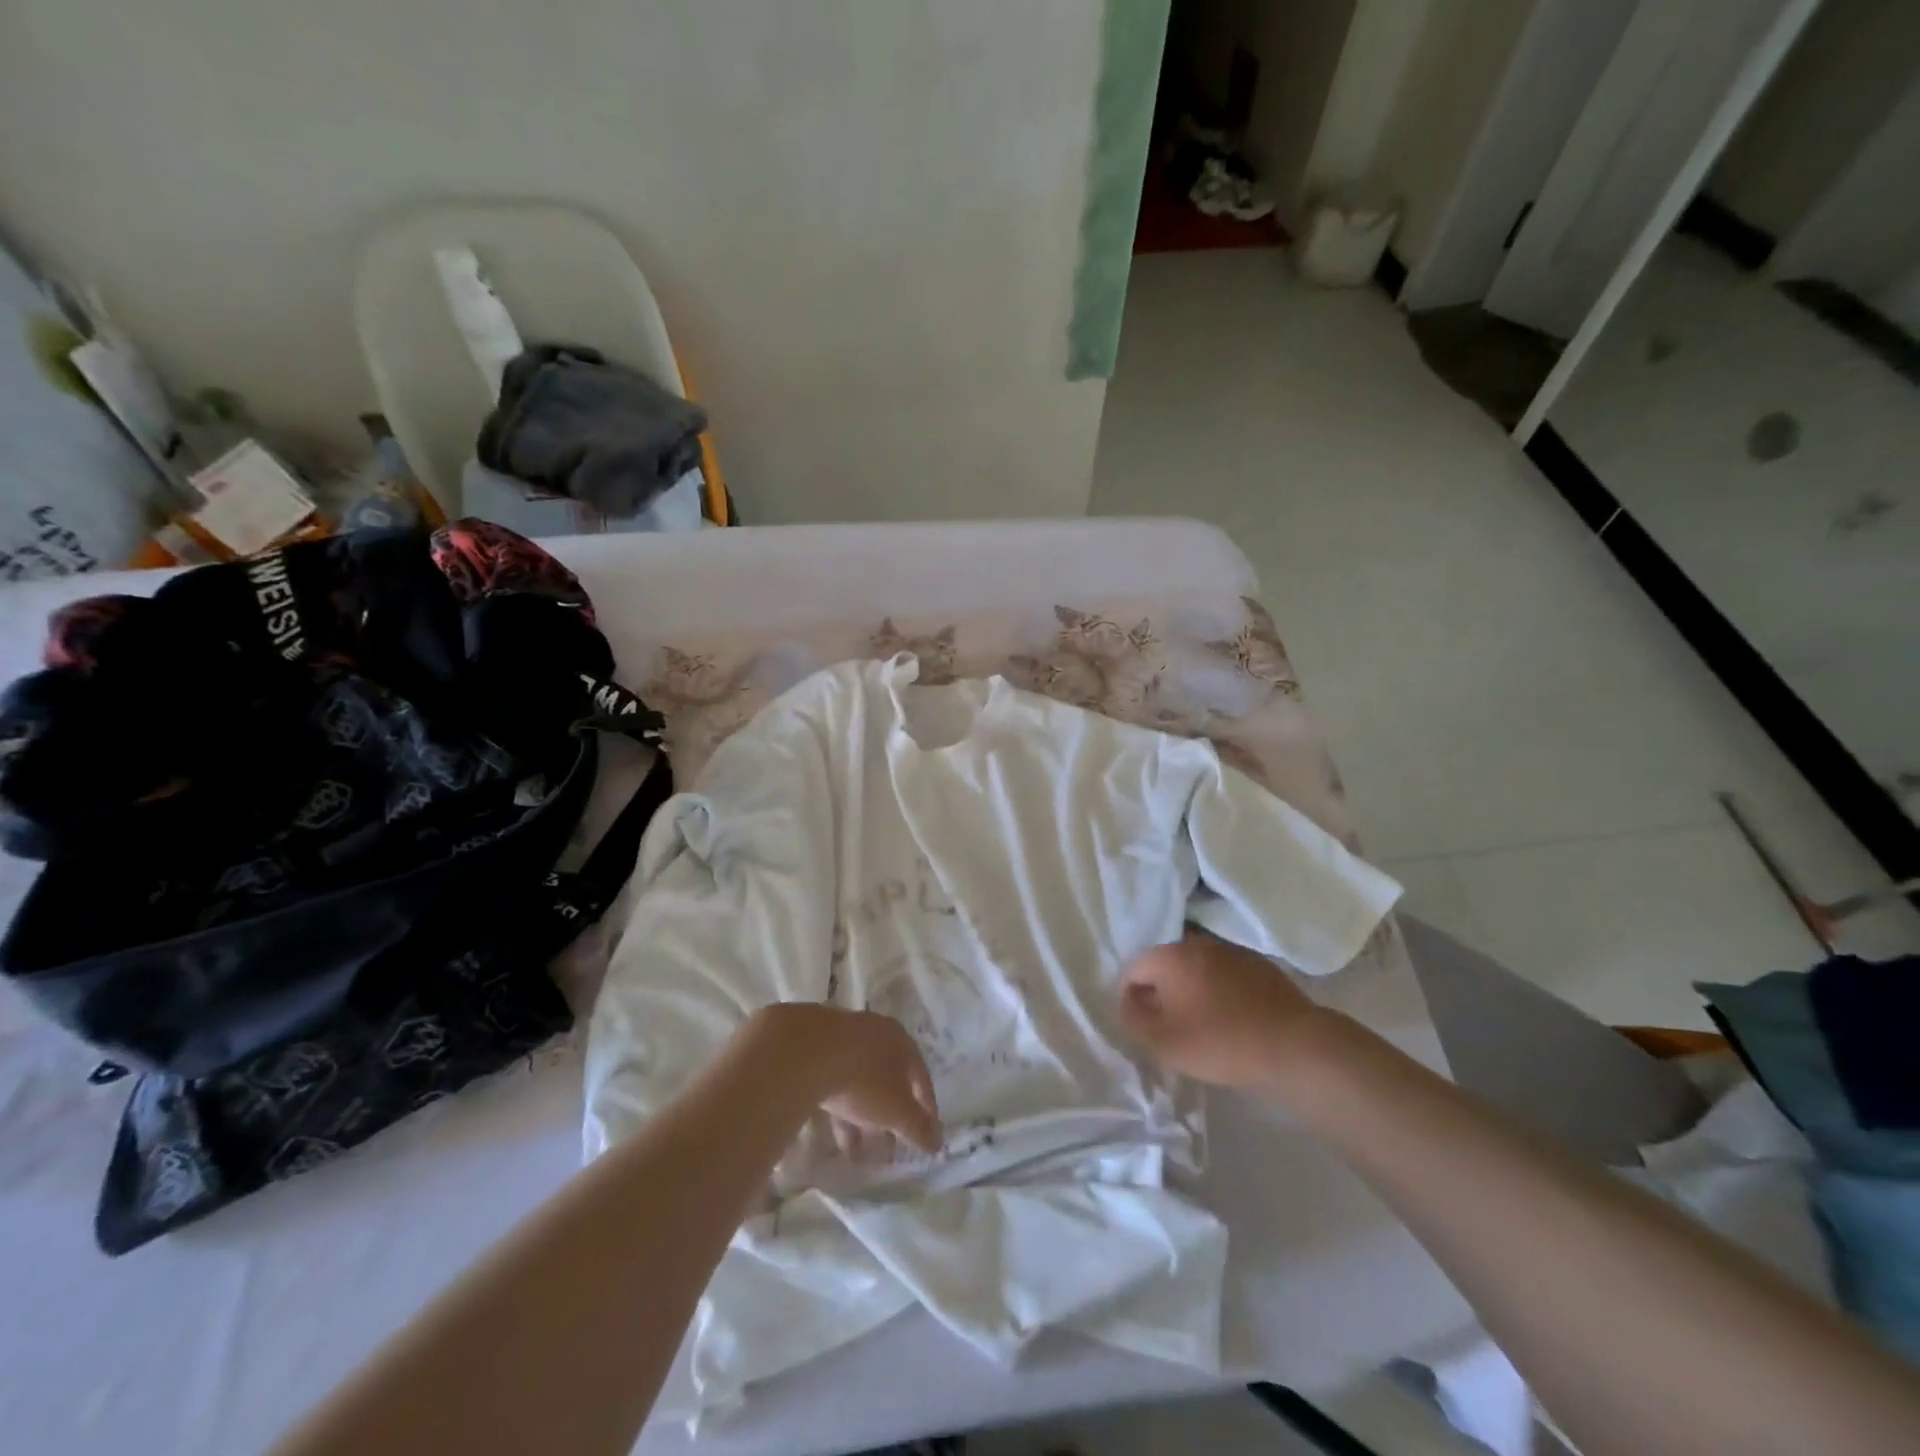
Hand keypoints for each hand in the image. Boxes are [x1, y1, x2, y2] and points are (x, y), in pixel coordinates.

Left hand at [742, 1004, 942, 1153]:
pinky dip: (836, 1106)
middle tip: (886, 1147)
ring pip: (857, 1080)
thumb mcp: (896, 1110)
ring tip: (855, 1152)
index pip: (920, 1075)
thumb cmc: (861, 1080)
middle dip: (888, 1115)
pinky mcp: (811, 1044)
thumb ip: (918, 1127)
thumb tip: (937, 1143)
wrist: (802, 1052)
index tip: (925, 1135)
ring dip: (860, 1116)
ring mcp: (840, 1034)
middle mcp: (873, 1030)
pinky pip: (831, 1079)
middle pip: (887, 1077)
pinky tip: (829, 1132)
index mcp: (900, 1039)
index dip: (925, 1108)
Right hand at [1119, 931, 1326, 1089]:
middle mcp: (1199, 943)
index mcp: (1171, 956)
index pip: (1133, 968)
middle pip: (1166, 966)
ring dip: (1192, 992)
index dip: (1131, 998)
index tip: (1144, 1027)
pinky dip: (1220, 993)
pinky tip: (1232, 1020)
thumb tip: (1127, 1002)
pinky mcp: (1260, 966)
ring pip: (1197, 970)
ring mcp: (1232, 952)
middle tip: (1171, 1028)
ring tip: (1202, 1025)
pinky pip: (1225, 976)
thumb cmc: (1221, 1042)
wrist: (1295, 1046)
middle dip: (1162, 993)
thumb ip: (1133, 1019)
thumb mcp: (1163, 1042)